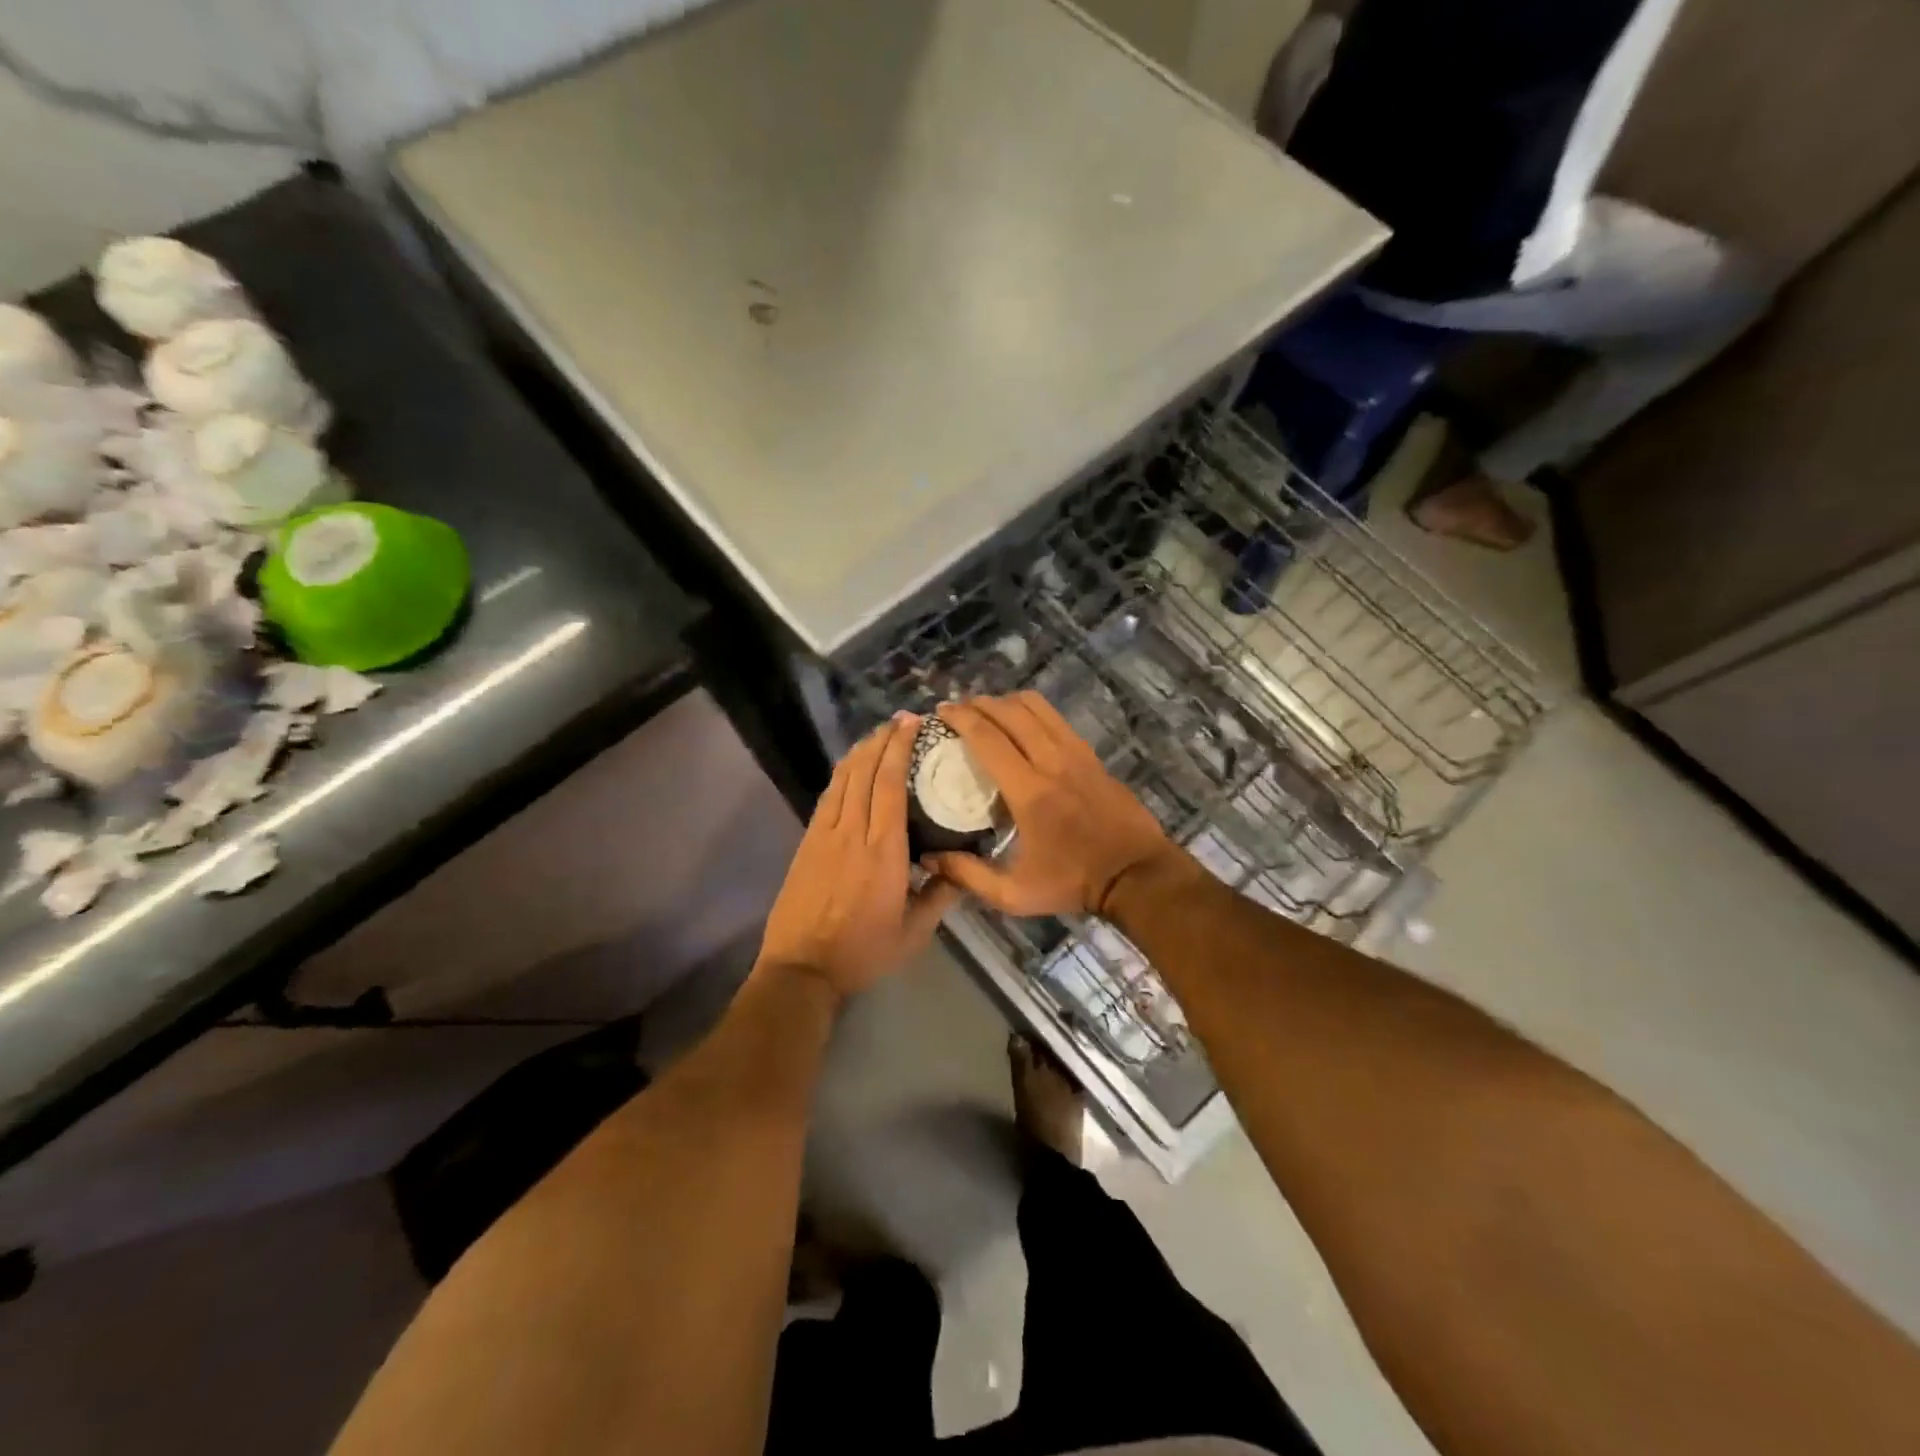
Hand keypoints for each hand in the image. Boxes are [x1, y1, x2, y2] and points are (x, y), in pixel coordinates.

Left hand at [758, 715, 960, 998]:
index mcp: (883, 851)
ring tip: (878, 735)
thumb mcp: (914, 934)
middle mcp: (852, 832)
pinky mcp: (807, 843)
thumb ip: (940, 897)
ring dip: (860, 752)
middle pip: (864, 772)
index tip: (912, 725)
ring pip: (842, 779)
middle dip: (882, 740)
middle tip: (901, 720)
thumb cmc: (863, 952)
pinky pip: (827, 797)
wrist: (801, 969)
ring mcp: (824, 835)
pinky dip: (841, 774)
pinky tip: (851, 768)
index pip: (890, 785)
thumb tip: (960, 869)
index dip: (899, 749)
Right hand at [930, 693, 1180, 918]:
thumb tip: (928, 858)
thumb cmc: (1072, 883)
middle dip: (979, 703)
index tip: (940, 712)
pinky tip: (1022, 724)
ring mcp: (1076, 754)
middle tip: (957, 709)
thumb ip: (968, 875)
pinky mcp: (1092, 756)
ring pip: (1037, 708)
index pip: (988, 739)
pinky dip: (1032, 712)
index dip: (961, 719)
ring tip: (987, 710)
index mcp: (1029, 792)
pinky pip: (1056, 719)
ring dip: (1007, 702)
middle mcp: (1052, 762)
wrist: (1136, 874)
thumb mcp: (1014, 894)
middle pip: (1011, 713)